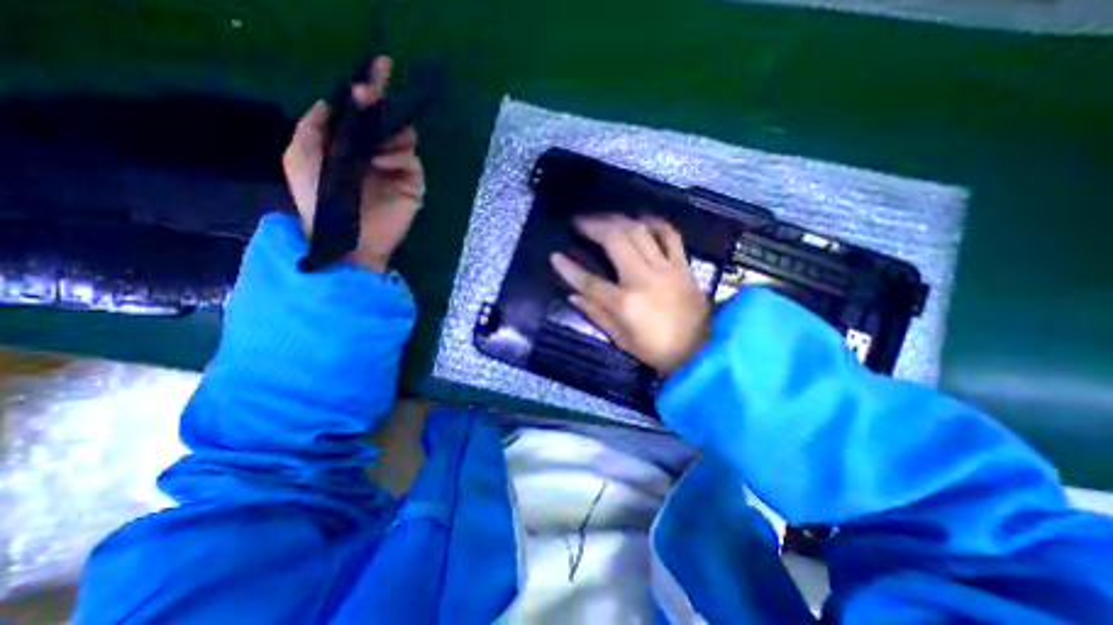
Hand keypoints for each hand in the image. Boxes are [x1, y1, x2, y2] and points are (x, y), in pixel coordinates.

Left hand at [283, 57, 425, 269]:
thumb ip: (312, 128)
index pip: (364, 116)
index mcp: (352, 148)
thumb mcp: (301, 158)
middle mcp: (377, 156)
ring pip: (405, 140)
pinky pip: (412, 163)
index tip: (374, 72)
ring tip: (375, 138)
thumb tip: (331, 102)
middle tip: (378, 89)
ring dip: (391, 132)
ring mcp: (397, 172)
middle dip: (384, 105)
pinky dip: (399, 157)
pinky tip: (382, 161)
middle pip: (388, 124)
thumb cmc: (319, 200)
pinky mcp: (413, 187)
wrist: (347, 238)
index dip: (369, 94)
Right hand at [549, 218, 712, 375]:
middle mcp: (644, 279)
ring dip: (618, 219)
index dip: (568, 269)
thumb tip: (573, 296)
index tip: (555, 256)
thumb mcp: (622, 340)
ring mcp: (666, 268)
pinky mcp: (682, 265)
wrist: (703, 350)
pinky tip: (641, 219)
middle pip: (615, 241)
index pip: (589, 282)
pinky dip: (654, 222)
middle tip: (579, 221)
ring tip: (603, 217)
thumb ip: (596, 315)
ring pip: (639, 231)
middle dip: (593, 226)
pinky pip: (669, 235)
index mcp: (625, 304)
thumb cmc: (658, 351)